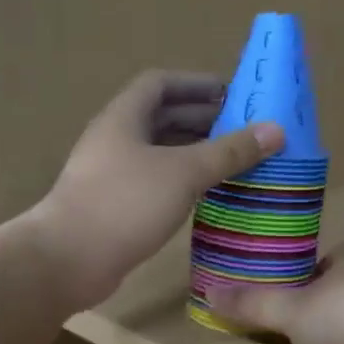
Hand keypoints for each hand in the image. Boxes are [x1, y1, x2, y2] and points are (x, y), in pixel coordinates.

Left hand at [33, 70, 282, 308]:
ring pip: (158, 152)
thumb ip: (229, 151)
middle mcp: (115, 139)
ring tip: (232, 161)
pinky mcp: (114, 205)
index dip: (195, 84)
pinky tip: (207, 194)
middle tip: (242, 130)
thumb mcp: (184, 172)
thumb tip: (276, 130)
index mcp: (124, 117)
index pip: (160, 84)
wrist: (67, 260)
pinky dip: (182, 180)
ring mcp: (111, 174)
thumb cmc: (125, 203)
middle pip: (160, 117)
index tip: (231, 94)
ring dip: (193, 152)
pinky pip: (155, 181)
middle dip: (201, 119)